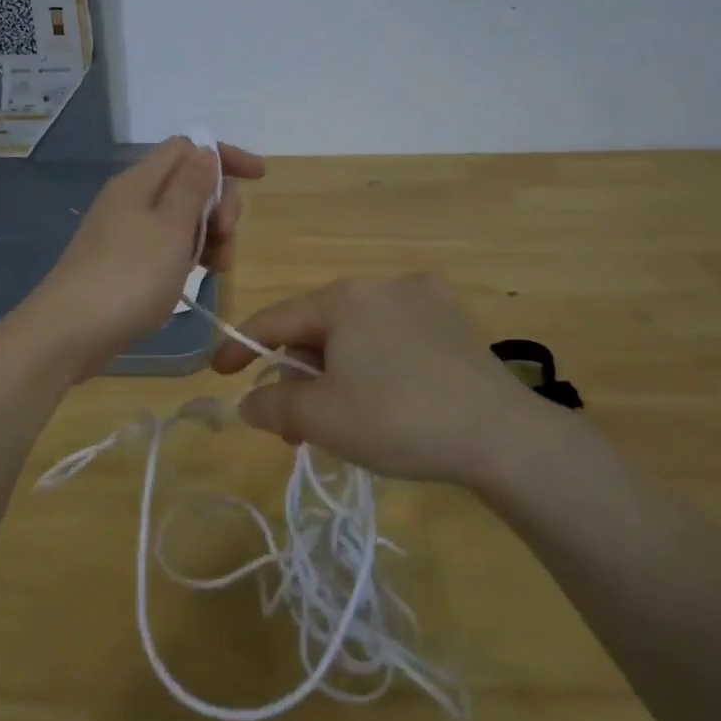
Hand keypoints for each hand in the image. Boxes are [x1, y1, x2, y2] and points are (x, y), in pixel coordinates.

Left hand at [16, 136, 264, 377]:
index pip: (188, 147)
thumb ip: (192, 186)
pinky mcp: (125, 262)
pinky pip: (168, 245)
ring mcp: (127, 232)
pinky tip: (198, 277)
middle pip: (189, 183)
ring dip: (210, 235)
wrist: (69, 333)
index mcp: (140, 181)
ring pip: (182, 218)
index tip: (259, 178)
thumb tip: (205, 150)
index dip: (224, 157)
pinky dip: (190, 254)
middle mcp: (132, 199)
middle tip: (227, 238)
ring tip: (218, 268)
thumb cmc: (128, 277)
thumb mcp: (170, 228)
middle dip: (220, 204)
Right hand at [211, 274, 586, 489]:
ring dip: (335, 372)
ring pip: (356, 333)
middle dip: (298, 374)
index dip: (240, 347)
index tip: (219, 374)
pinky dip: (374, 362)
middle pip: (317, 328)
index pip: (275, 319)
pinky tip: (385, 395)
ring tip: (339, 419)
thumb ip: (272, 404)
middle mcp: (380, 284)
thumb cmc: (398, 419)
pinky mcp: (453, 320)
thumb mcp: (321, 418)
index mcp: (343, 298)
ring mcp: (423, 297)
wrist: (500, 436)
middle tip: (295, 425)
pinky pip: (393, 336)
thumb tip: (250, 401)